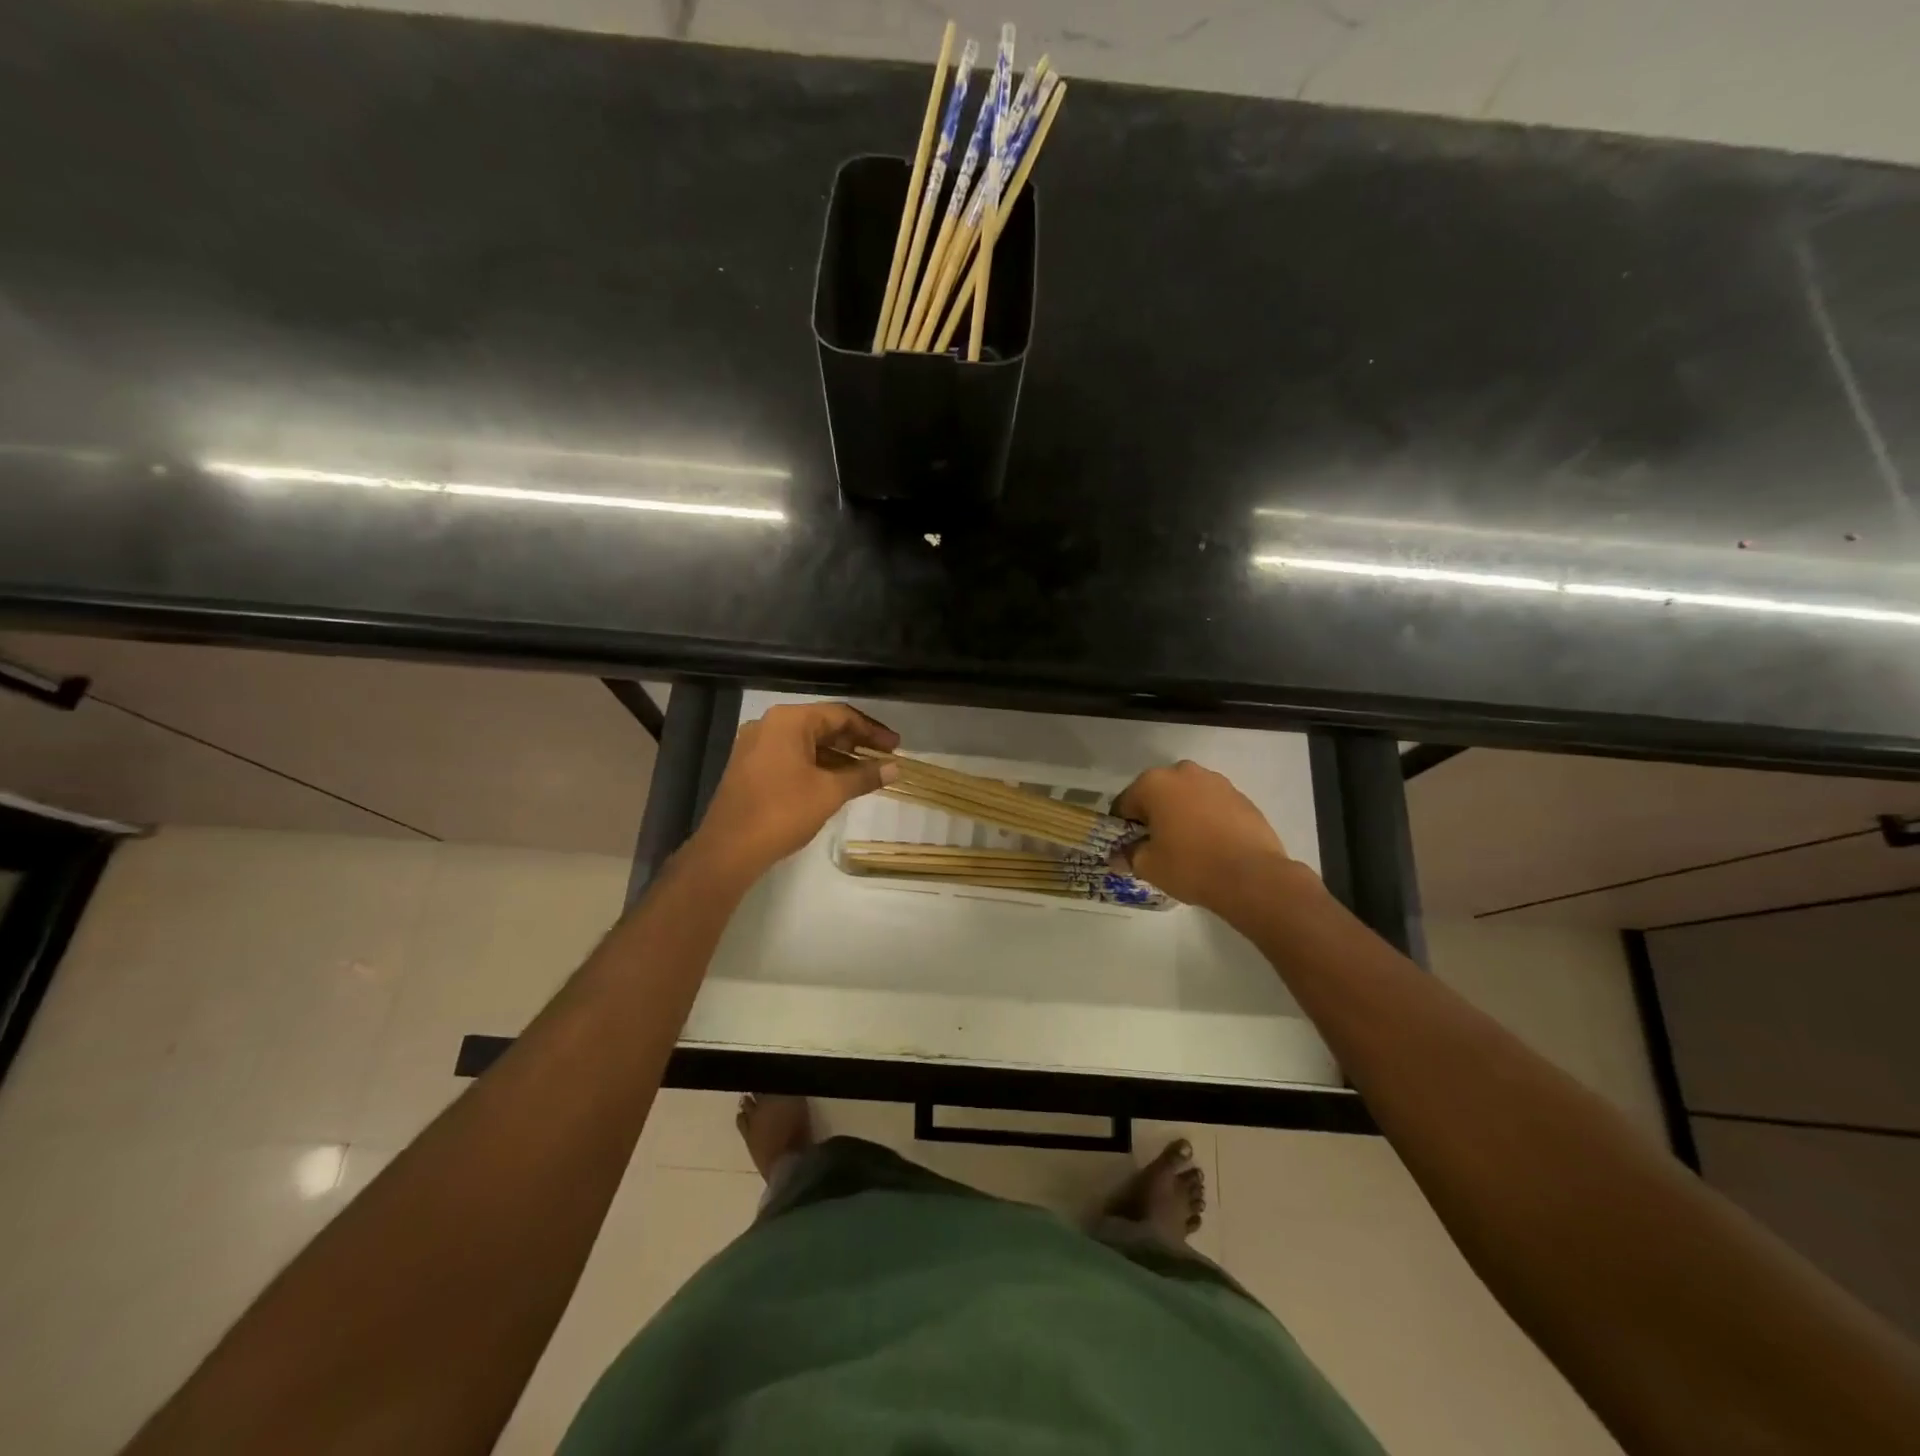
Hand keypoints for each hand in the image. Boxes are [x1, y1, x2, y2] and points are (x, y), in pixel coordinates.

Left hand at [690, 702, 899, 880]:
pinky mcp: (750, 767)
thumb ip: (864, 776)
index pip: (840, 715)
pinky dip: (817, 765)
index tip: (895, 746)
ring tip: (867, 772)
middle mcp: (770, 725)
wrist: (728, 849)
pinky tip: (837, 782)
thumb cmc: (782, 812)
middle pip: (823, 725)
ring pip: (807, 743)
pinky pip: (792, 757)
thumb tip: (896, 768)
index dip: (872, 731)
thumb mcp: (830, 792)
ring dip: (838, 756)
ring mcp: (756, 746)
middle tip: (885, 758)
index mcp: (789, 721)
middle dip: (856, 742)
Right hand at [1113, 760, 1292, 916]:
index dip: (1123, 827)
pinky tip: (1212, 844)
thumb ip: (1128, 855)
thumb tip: (1120, 855)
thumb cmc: (1190, 866)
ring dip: (1182, 813)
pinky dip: (1207, 818)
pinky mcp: (1241, 796)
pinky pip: (1212, 805)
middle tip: (1158, 845)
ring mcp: (1216, 781)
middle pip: (1158, 794)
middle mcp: (1183, 772)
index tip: (1129, 847)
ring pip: (1187, 796)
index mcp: (1154, 783)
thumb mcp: (1148, 866)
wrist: (1252, 877)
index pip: (1125, 803)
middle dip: (1154, 815)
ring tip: (1188, 845)